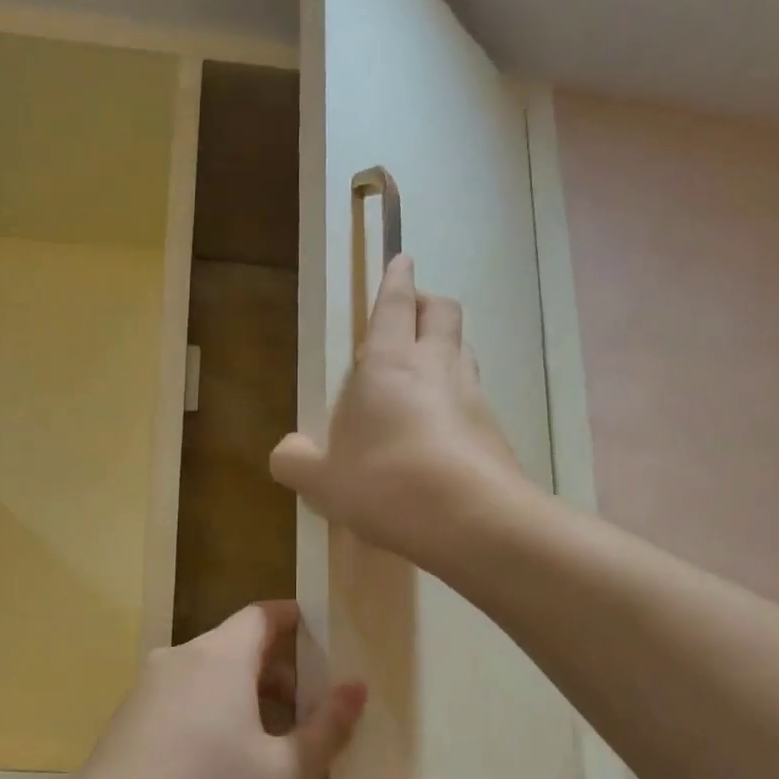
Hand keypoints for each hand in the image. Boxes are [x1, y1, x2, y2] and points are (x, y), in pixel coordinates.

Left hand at [63, 602, 366, 778]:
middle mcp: (177, 660)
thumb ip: (328, 726)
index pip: (262, 615)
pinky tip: (219, 770)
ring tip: (270, 749)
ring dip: (244, 699)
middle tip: (309, 715)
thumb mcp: (286, 773)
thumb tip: (356, 687)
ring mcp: (144, 691)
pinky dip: (210, 717)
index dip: (296, 621)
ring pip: (207, 678)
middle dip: (278, 674)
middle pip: (236, 647)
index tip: (325, 644)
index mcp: (218, 657)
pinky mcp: (125, 723)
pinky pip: (180, 703)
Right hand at [271, 254, 522, 564]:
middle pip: (443, 313)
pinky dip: (457, 398)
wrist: (470, 519)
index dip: (397, 280)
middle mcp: (436, 367)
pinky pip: (474, 397)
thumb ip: (296, 462)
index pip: (396, 305)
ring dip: (446, 349)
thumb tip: (285, 452)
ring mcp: (472, 396)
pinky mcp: (494, 430)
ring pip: (464, 351)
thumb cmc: (385, 483)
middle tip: (413, 312)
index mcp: (389, 363)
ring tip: (425, 371)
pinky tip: (442, 428)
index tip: (402, 259)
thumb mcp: (323, 481)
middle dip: (428, 303)